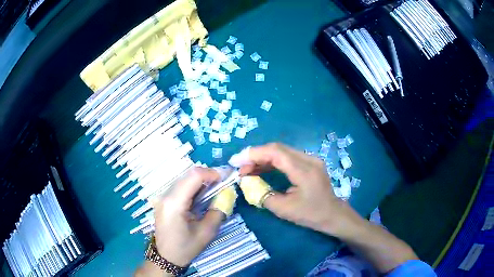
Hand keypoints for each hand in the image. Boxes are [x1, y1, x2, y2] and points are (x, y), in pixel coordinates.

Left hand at [151, 167, 224, 266]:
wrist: (166, 257)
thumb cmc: (186, 247)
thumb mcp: (207, 232)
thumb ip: (218, 210)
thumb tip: (226, 193)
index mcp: (174, 203)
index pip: (193, 176)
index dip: (211, 173)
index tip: (225, 178)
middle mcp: (166, 195)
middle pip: (188, 175)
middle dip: (207, 176)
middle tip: (222, 184)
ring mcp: (162, 197)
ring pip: (184, 179)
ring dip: (200, 181)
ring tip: (213, 190)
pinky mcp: (163, 200)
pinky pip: (180, 186)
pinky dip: (193, 187)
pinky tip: (201, 197)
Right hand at [238, 143, 364, 237]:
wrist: (333, 214)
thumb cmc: (311, 215)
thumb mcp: (284, 210)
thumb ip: (263, 194)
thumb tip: (247, 182)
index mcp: (304, 171)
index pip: (275, 153)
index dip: (253, 154)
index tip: (236, 161)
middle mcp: (308, 159)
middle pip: (277, 148)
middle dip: (255, 155)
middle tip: (240, 167)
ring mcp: (310, 159)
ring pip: (281, 151)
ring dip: (263, 158)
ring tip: (247, 169)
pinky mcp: (309, 162)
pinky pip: (287, 157)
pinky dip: (272, 161)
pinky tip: (261, 169)